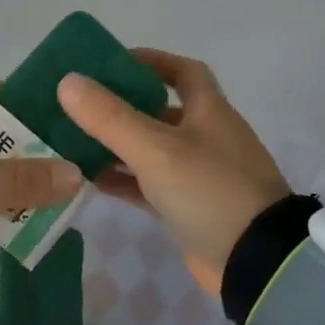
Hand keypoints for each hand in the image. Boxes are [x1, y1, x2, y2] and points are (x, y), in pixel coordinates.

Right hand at [57, 49, 290, 297]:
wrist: (256, 263)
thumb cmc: (209, 190)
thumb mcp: (155, 148)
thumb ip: (110, 116)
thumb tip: (68, 81)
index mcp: (208, 111)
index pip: (183, 72)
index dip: (151, 61)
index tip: (112, 63)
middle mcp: (205, 137)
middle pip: (160, 110)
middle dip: (122, 105)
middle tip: (79, 104)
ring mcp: (198, 175)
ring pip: (151, 149)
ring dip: (117, 144)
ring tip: (73, 140)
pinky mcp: (188, 209)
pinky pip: (149, 185)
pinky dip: (123, 179)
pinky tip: (90, 180)